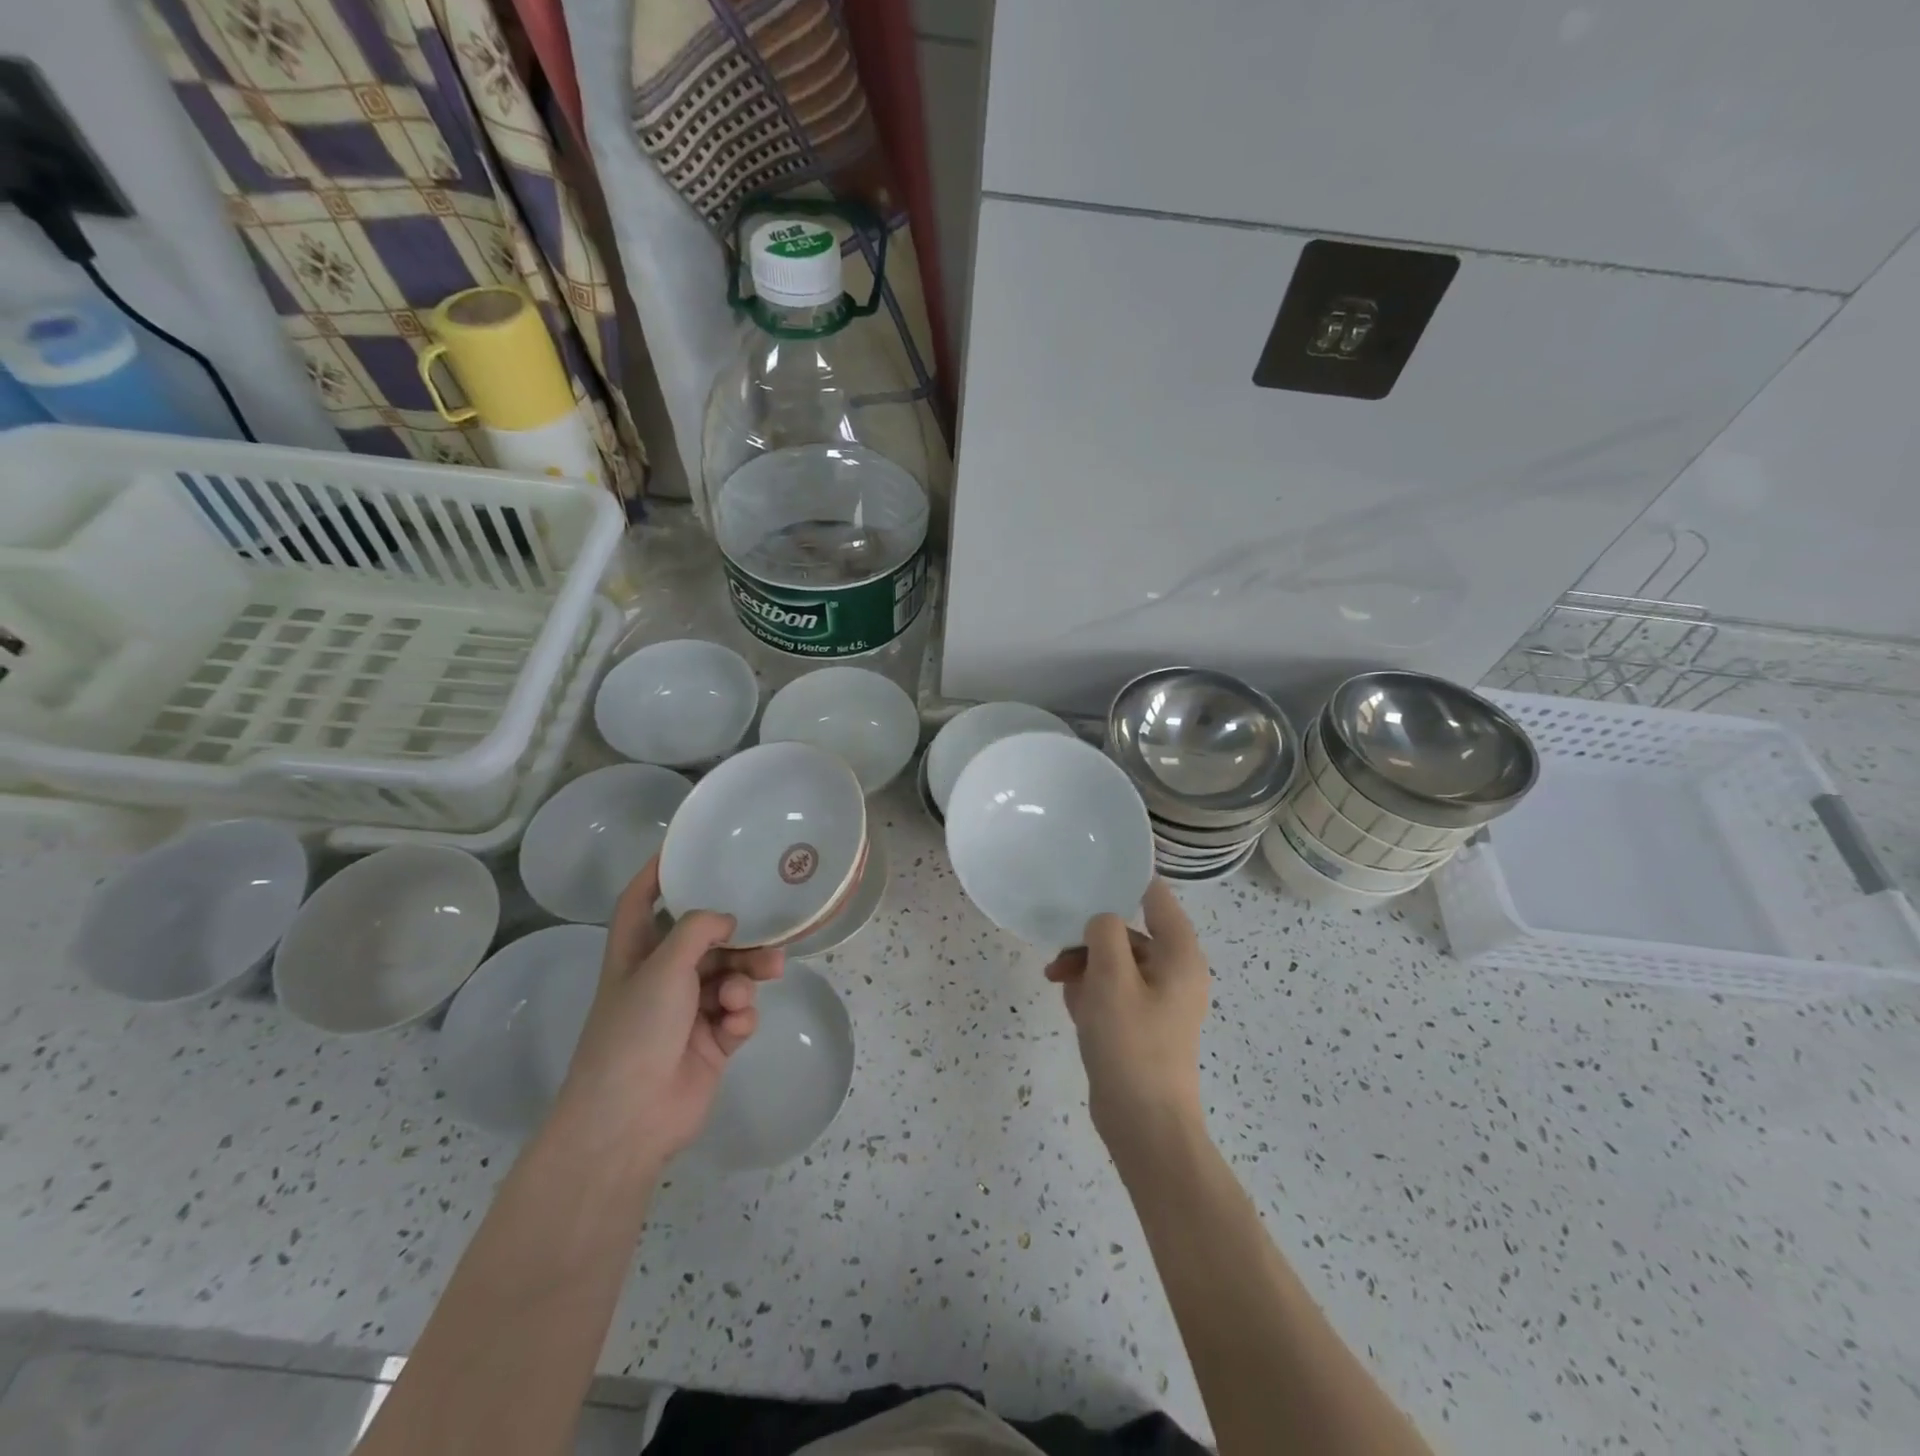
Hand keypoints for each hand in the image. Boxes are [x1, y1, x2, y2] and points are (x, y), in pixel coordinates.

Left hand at [554, 858, 782, 1173]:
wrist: (631, 1117)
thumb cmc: (636, 1030)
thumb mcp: (664, 966)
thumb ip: (698, 929)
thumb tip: (729, 920)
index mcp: (635, 953)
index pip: (640, 901)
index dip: (656, 873)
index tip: (684, 849)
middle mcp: (661, 977)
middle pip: (706, 939)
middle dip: (737, 936)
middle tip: (769, 935)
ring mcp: (688, 1011)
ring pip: (730, 973)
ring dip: (749, 972)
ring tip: (770, 973)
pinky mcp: (712, 1041)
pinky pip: (738, 1011)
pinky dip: (742, 1012)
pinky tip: (736, 1023)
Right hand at [1045, 879, 1210, 1153]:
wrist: (1143, 1124)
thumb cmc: (1131, 1044)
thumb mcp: (1110, 978)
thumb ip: (1105, 933)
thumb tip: (1101, 921)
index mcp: (1180, 955)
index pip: (1157, 897)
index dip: (1127, 881)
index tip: (1090, 873)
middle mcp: (1175, 972)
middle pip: (1129, 933)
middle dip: (1091, 939)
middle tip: (1059, 955)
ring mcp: (1159, 1000)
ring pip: (1116, 962)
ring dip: (1085, 966)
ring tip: (1058, 983)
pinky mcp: (1142, 1024)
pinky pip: (1114, 991)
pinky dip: (1092, 991)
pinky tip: (1071, 1005)